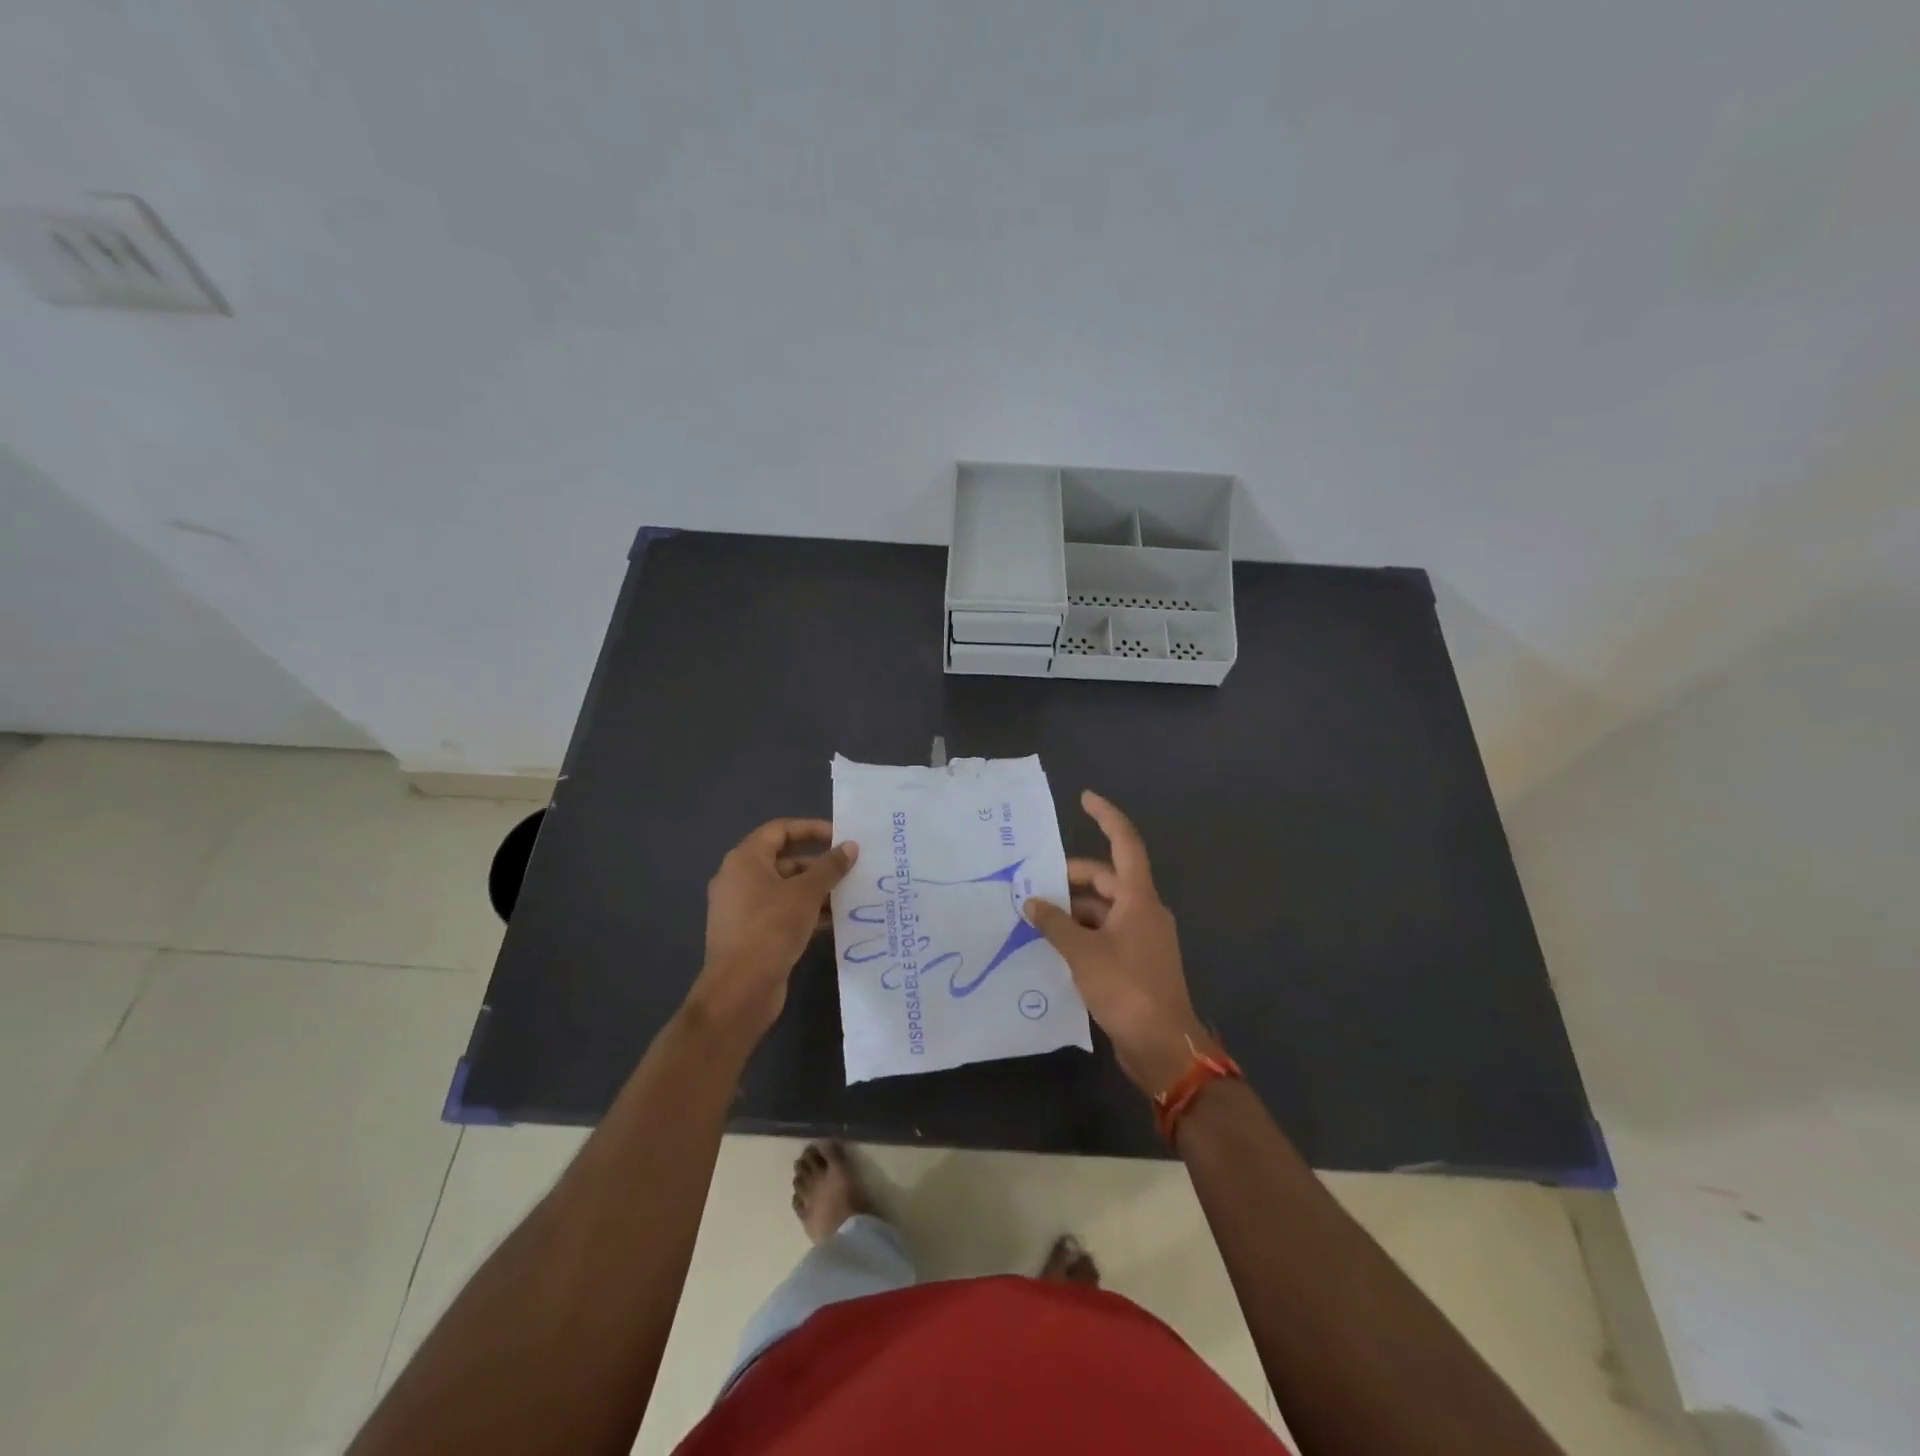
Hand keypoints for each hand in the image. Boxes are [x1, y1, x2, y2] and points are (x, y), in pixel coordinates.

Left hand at [688, 818, 857, 1043]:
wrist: (740, 990)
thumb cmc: (771, 929)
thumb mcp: (806, 893)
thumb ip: (830, 867)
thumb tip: (850, 847)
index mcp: (745, 860)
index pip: (779, 830)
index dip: (811, 829)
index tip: (840, 837)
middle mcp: (740, 879)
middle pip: (784, 860)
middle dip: (819, 864)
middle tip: (851, 869)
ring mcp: (743, 909)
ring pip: (786, 889)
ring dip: (816, 891)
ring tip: (850, 895)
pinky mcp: (751, 934)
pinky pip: (782, 913)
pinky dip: (806, 912)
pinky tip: (835, 921)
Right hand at [1024, 791, 1211, 1095]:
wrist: (1163, 1046)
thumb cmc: (1127, 989)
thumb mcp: (1083, 952)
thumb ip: (1055, 924)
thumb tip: (1032, 902)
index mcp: (1139, 898)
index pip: (1125, 843)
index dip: (1106, 817)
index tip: (1085, 798)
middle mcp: (1144, 910)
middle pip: (1107, 878)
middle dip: (1072, 877)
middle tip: (1035, 883)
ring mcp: (1142, 937)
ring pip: (1104, 908)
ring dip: (1073, 909)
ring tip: (1037, 917)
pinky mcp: (1137, 962)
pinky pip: (1105, 933)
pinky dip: (1082, 932)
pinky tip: (1054, 945)